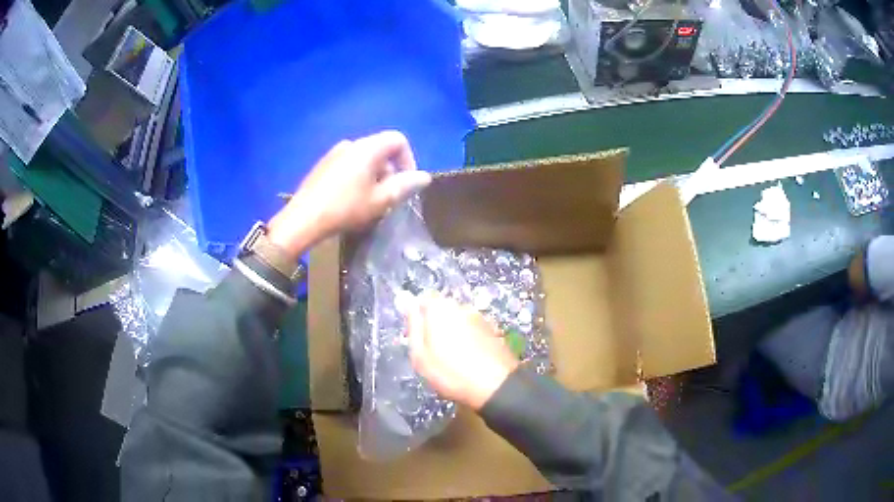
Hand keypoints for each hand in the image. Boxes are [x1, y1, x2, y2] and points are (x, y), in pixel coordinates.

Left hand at [267, 131, 430, 258]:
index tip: (406, 183)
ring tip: (369, 202)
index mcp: (367, 148)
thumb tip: (424, 176)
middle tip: (388, 198)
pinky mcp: (322, 165)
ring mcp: (334, 153)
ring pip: (364, 158)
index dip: (409, 159)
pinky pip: (349, 164)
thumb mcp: (380, 200)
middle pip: (381, 149)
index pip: (398, 139)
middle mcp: (351, 144)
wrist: (302, 220)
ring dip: (374, 176)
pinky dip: (358, 177)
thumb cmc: (345, 209)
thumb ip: (405, 185)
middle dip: (391, 171)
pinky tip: (350, 200)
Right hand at [407, 293, 519, 410]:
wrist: (496, 386)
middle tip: (431, 350)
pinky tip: (467, 358)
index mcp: (441, 309)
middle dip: (435, 324)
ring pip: (458, 319)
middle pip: (441, 308)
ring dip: (452, 332)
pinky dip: (467, 339)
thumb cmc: (451, 373)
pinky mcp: (492, 329)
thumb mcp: (420, 355)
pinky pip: (472, 329)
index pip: (423, 299)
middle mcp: (461, 307)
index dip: (416, 316)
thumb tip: (408, 303)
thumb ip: (414, 326)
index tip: (415, 335)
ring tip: (451, 357)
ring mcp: (480, 317)